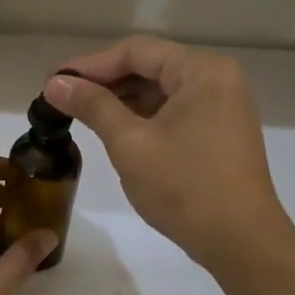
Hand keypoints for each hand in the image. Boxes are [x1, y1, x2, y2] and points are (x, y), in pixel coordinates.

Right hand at [44, 36, 294, 274]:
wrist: (241, 243)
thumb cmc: (185, 188)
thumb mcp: (130, 143)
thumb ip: (92, 106)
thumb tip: (55, 82)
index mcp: (202, 71)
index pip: (136, 51)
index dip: (90, 64)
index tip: (53, 81)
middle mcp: (217, 78)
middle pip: (149, 66)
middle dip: (104, 80)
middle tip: (61, 97)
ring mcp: (222, 105)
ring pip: (160, 89)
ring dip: (121, 98)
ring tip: (80, 112)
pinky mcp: (219, 130)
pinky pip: (173, 110)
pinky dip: (142, 115)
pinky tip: (113, 127)